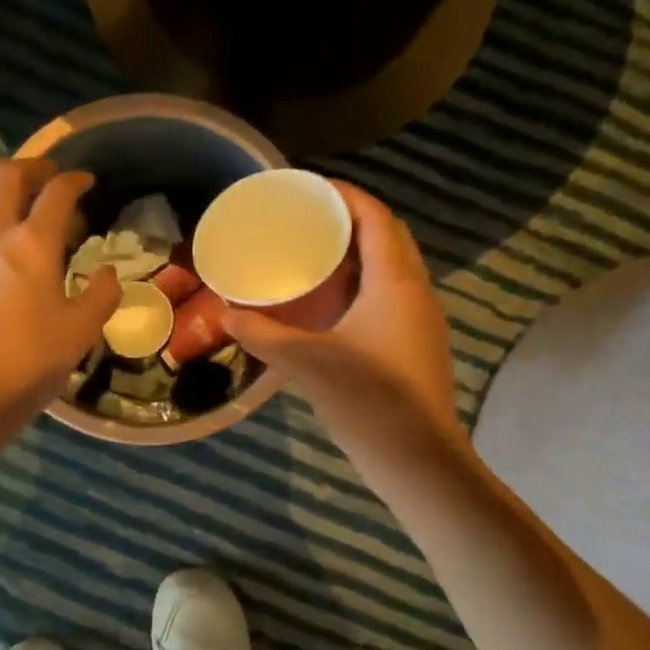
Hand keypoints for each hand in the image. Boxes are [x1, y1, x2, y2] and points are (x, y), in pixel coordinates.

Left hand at [0, 158, 119, 412]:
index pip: (57, 193)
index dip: (75, 180)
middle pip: (8, 176)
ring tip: (3, 177)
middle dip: (32, 167)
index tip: (85, 182)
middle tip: (47, 175)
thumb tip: (106, 272)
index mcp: (34, 245)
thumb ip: (102, 294)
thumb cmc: (31, 362)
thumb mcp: (83, 331)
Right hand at [224, 182, 461, 459]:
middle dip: (350, 220)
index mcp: (395, 281)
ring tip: (315, 254)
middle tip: (306, 221)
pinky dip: (364, 284)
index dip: (345, 195)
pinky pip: (391, 295)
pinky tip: (332, 303)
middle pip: (387, 236)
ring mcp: (421, 320)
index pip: (375, 217)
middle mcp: (415, 291)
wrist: (418, 460)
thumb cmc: (368, 400)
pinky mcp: (417, 345)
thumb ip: (264, 335)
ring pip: (392, 268)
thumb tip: (228, 315)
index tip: (308, 189)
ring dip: (359, 253)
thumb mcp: (307, 362)